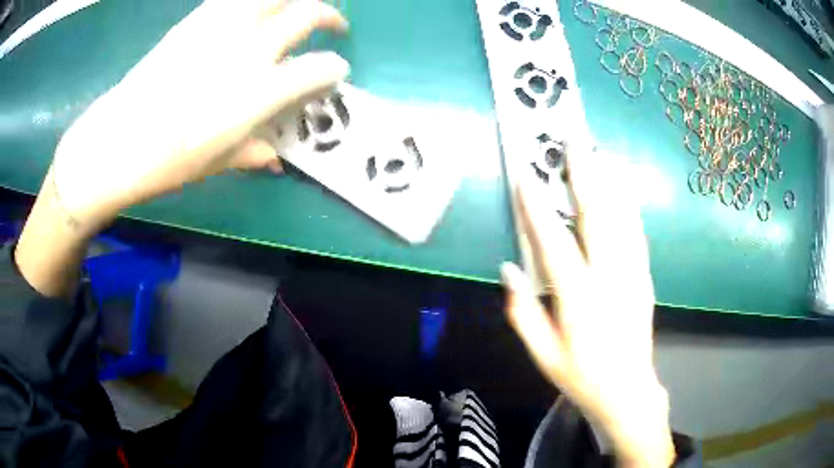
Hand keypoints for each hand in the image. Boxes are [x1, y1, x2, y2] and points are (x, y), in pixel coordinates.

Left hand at [53, 0, 348, 226]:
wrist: (117, 139)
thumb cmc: (167, 161)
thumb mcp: (217, 163)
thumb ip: (253, 151)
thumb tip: (275, 156)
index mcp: (258, 91)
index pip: (319, 69)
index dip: (334, 69)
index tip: (335, 72)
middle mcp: (248, 49)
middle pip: (306, 14)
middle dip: (330, 17)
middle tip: (333, 27)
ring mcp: (222, 27)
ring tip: (297, 7)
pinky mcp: (198, 19)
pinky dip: (254, 1)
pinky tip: (254, 9)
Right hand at [501, 154, 674, 466]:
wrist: (627, 390)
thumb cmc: (580, 375)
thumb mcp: (542, 355)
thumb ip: (523, 312)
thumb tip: (508, 267)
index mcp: (579, 300)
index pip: (553, 244)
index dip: (537, 208)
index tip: (525, 176)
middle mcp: (610, 279)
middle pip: (597, 217)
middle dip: (583, 175)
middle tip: (573, 143)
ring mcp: (633, 274)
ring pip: (622, 218)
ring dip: (608, 182)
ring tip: (597, 153)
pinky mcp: (645, 276)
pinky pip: (636, 232)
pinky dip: (627, 204)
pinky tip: (621, 187)